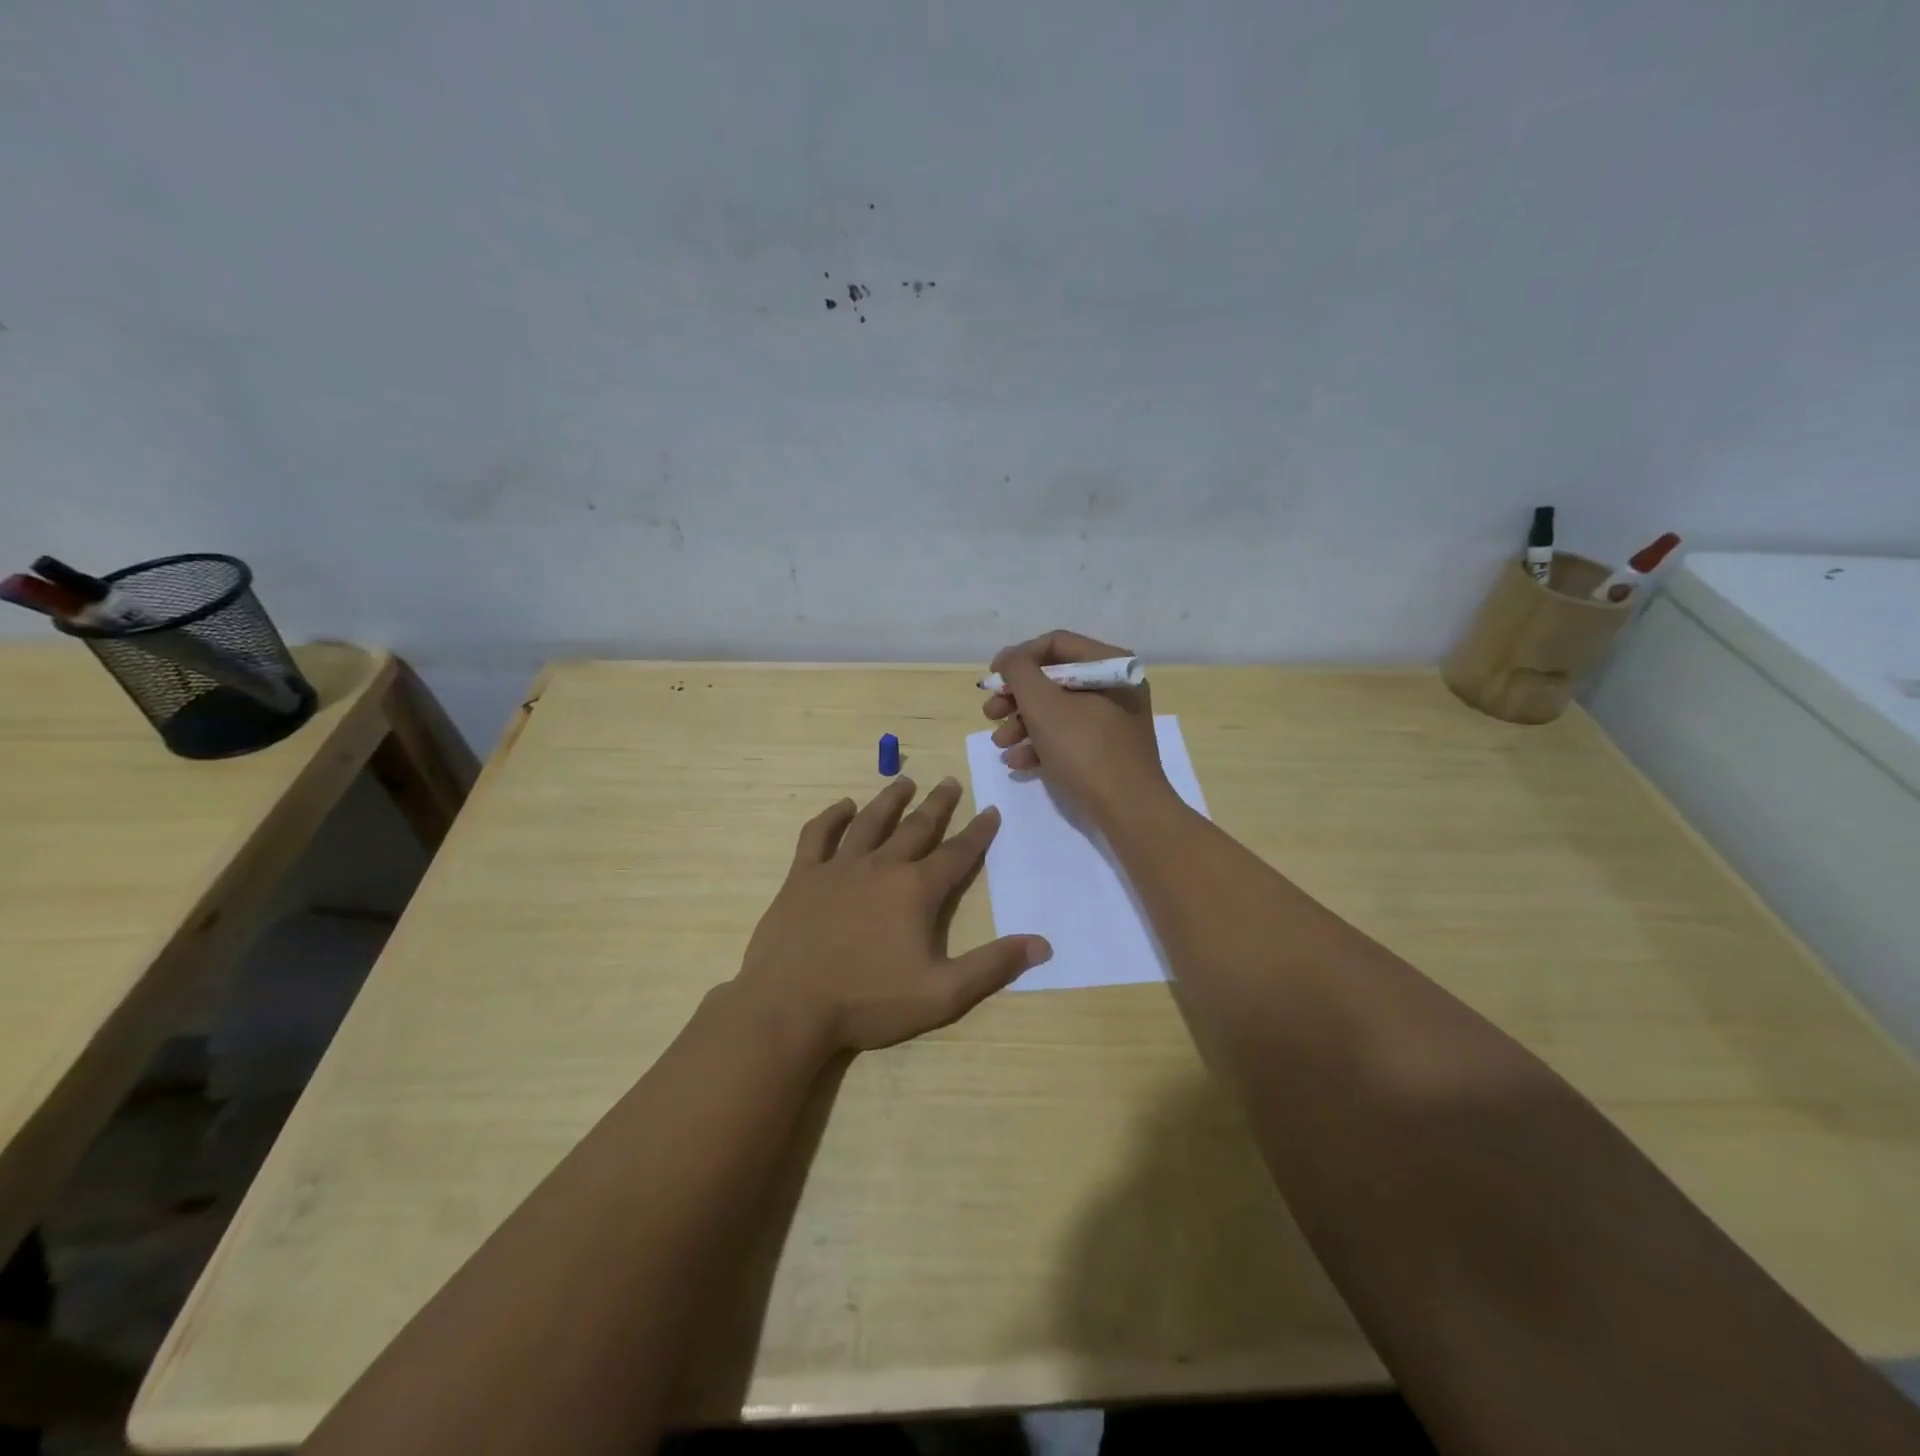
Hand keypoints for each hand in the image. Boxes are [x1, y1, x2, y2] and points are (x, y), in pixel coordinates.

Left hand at [734, 777, 1050, 1054]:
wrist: (789, 1007)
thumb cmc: (868, 1002)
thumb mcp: (941, 994)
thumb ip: (991, 966)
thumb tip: (1041, 944)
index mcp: (915, 891)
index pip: (956, 853)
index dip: (978, 832)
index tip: (991, 810)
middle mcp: (880, 867)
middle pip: (916, 827)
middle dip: (937, 804)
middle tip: (951, 781)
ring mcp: (838, 867)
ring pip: (870, 822)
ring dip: (890, 799)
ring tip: (905, 781)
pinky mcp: (802, 876)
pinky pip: (818, 835)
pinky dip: (832, 817)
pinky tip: (843, 807)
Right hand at [983, 629, 1170, 826]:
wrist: (1128, 810)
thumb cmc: (1085, 750)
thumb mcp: (1043, 705)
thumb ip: (1019, 672)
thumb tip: (1007, 657)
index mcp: (1110, 664)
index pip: (1055, 644)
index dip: (1018, 657)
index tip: (992, 678)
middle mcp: (1115, 686)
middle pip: (1054, 679)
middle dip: (1016, 698)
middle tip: (990, 714)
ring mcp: (1113, 720)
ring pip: (1057, 711)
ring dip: (1022, 724)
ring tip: (1000, 743)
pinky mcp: (1107, 750)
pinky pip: (1068, 736)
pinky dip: (1041, 745)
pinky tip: (1017, 762)